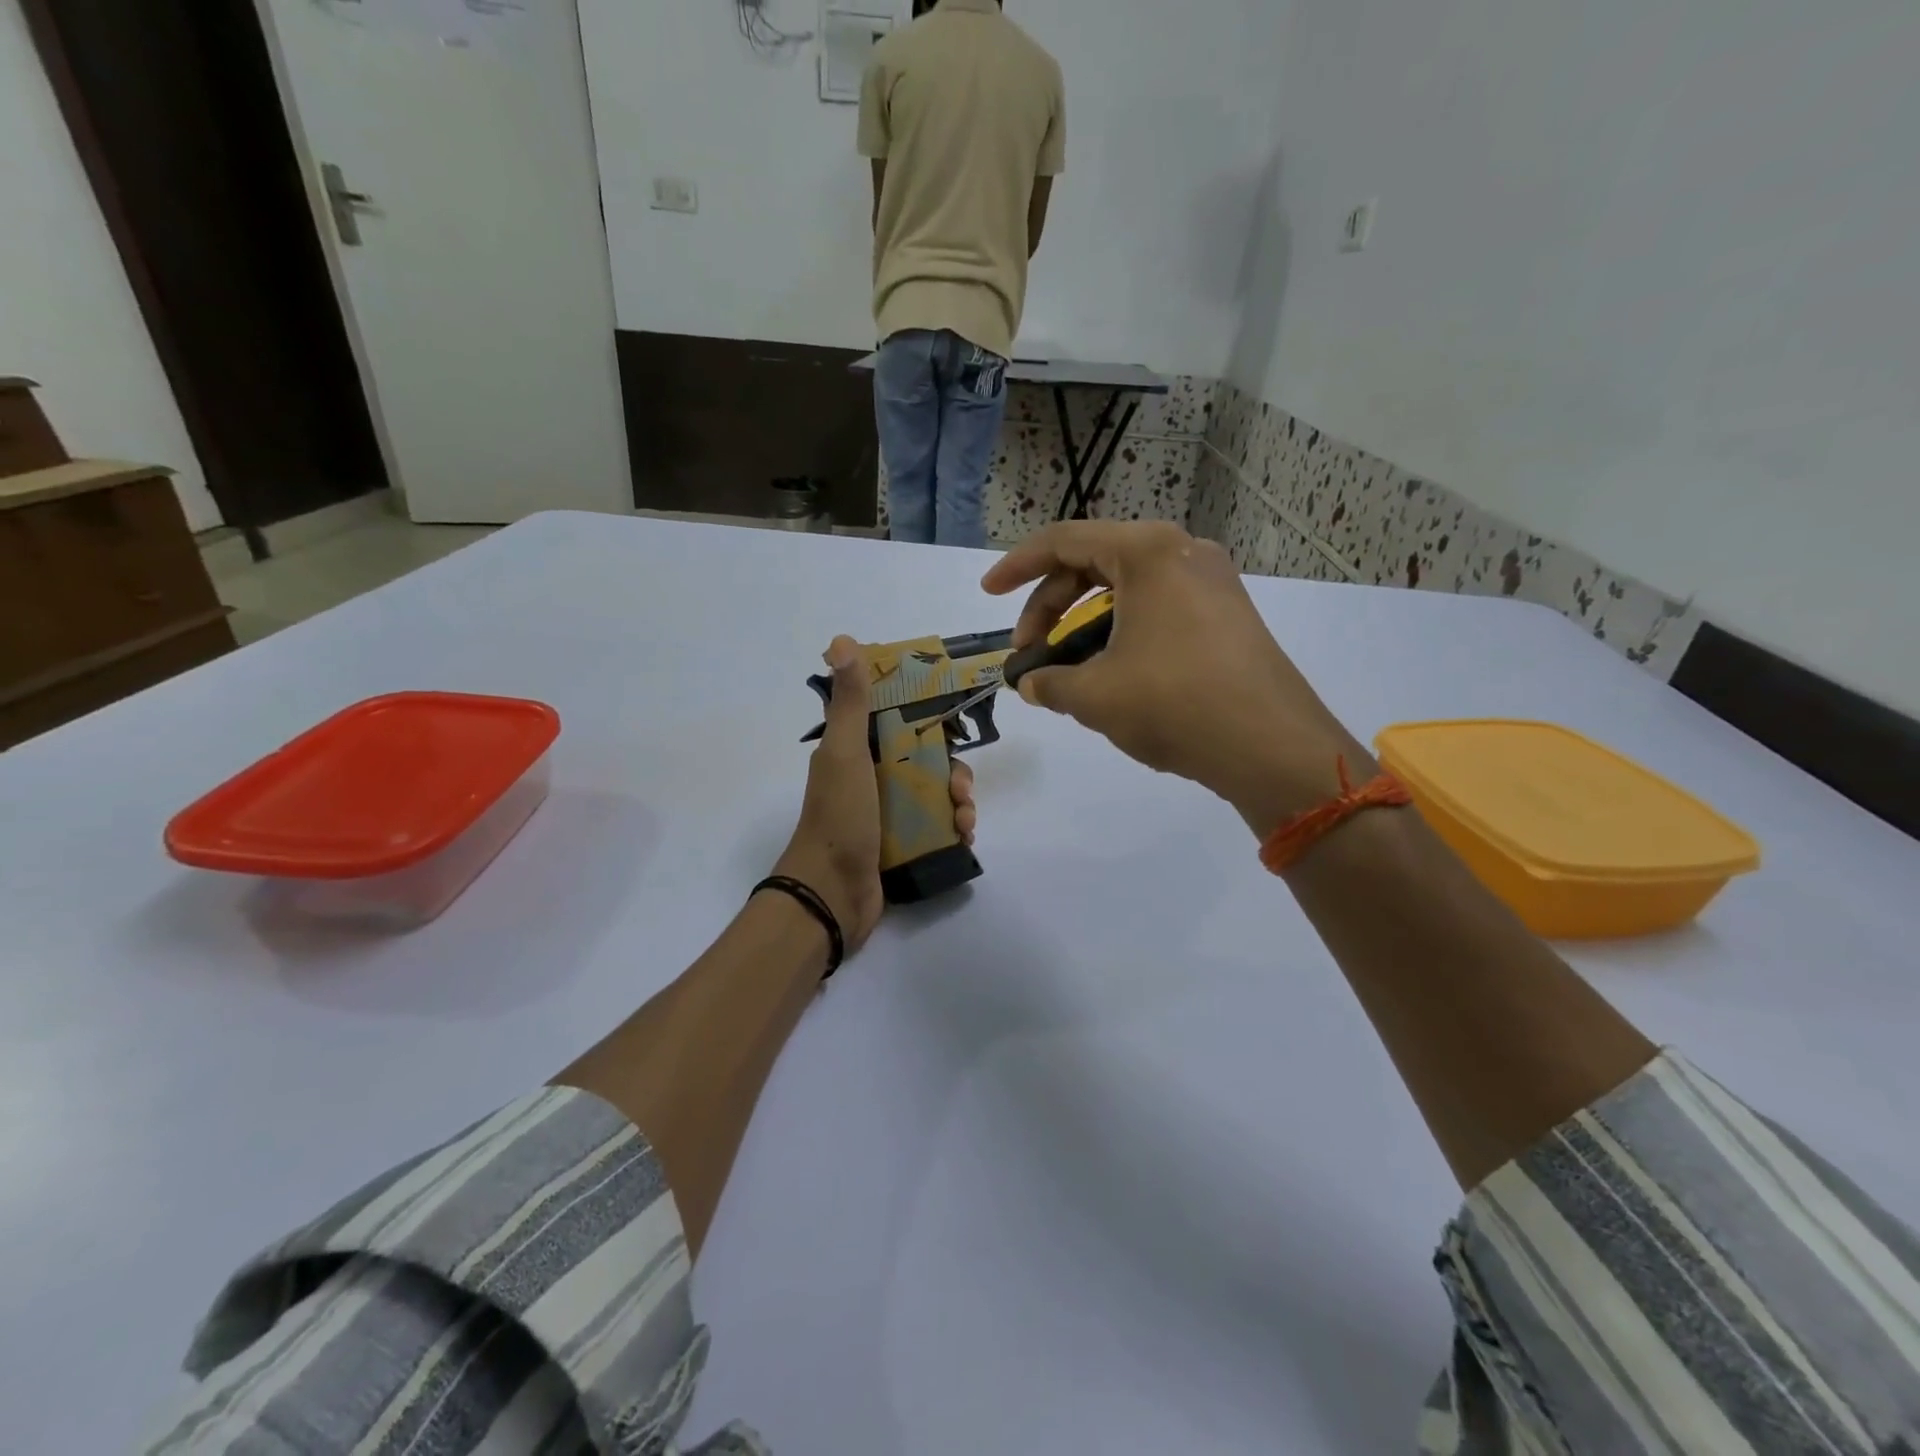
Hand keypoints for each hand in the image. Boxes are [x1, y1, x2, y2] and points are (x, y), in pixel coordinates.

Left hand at [774, 635, 977, 952]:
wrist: (831, 895)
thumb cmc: (839, 817)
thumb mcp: (845, 753)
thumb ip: (850, 702)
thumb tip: (841, 640)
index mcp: (856, 752)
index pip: (899, 723)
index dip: (929, 719)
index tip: (956, 725)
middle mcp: (871, 779)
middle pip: (925, 761)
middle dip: (952, 770)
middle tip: (961, 787)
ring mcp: (886, 815)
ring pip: (935, 795)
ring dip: (959, 802)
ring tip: (966, 821)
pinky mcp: (900, 846)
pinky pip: (936, 828)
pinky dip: (954, 829)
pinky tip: (964, 838)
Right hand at [982, 521, 1364, 836]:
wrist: (1272, 746)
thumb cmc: (1174, 704)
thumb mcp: (1094, 695)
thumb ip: (1049, 683)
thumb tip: (1031, 683)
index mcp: (1147, 552)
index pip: (1063, 541)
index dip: (1016, 567)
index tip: (987, 593)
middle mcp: (1183, 552)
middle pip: (1095, 563)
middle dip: (1050, 606)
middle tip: (1028, 651)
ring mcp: (1213, 582)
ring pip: (1127, 589)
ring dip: (1085, 623)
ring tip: (1067, 670)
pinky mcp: (1229, 614)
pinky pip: (1158, 608)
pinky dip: (1122, 631)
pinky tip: (1112, 672)